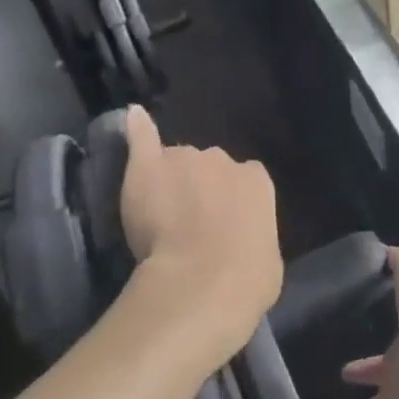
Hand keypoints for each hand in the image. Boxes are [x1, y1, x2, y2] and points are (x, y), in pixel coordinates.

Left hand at [120, 107, 282, 361]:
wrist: (202, 281)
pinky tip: (133, 118)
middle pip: (207, 166)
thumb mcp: (265, 259)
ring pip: (174, 163)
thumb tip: (245, 241)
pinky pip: (143, 139)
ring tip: (157, 212)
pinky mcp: (148, 165)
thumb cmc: (246, 280)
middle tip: (187, 224)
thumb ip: (251, 235)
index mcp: (256, 182)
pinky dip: (138, 131)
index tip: (220, 224)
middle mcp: (223, 159)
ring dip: (169, 181)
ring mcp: (184, 158)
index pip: (243, 179)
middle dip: (198, 188)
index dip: (229, 201)